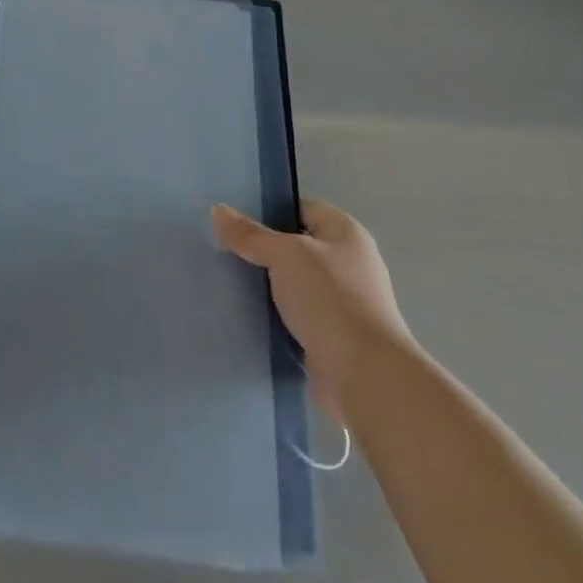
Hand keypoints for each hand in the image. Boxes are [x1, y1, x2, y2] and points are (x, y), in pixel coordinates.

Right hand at [213, 200, 412, 418]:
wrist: (364, 375)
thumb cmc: (329, 299)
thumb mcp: (285, 255)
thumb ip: (250, 234)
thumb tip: (218, 210)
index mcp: (347, 233)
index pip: (302, 208)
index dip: (270, 211)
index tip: (235, 221)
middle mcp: (350, 263)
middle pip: (298, 247)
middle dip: (264, 251)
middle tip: (226, 251)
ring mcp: (344, 302)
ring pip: (296, 283)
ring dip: (270, 286)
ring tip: (231, 283)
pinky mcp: (335, 336)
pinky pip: (299, 316)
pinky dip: (278, 316)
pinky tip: (250, 316)